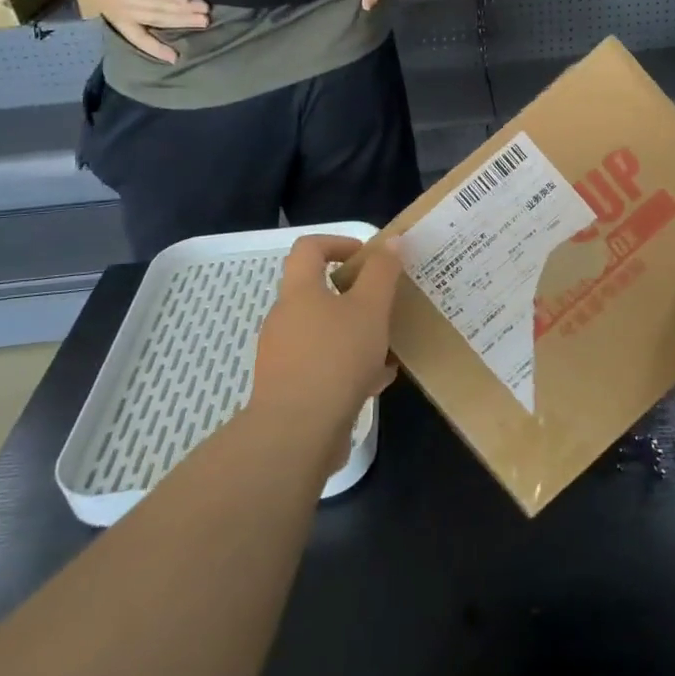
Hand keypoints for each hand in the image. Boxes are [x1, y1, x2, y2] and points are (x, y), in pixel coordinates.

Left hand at [56, 0, 208, 63]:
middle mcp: (121, 9)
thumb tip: (135, 7)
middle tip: (205, 23)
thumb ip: (119, 0)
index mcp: (114, 14)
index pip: (138, 37)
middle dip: (182, 23)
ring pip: (158, 7)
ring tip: (204, 10)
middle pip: (157, 19)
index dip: (156, 48)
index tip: (175, 58)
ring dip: (183, 11)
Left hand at [249, 236, 401, 464]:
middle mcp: (285, 319)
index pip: (309, 248)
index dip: (339, 242)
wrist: (296, 434)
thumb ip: (382, 272)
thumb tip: (391, 242)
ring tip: (389, 348)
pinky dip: (349, 367)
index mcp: (299, 292)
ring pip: (326, 332)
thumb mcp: (370, 309)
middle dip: (357, 296)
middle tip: (387, 305)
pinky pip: (324, 365)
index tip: (369, 257)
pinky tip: (376, 382)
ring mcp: (283, 356)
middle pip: (319, 292)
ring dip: (357, 334)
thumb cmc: (336, 359)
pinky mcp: (290, 388)